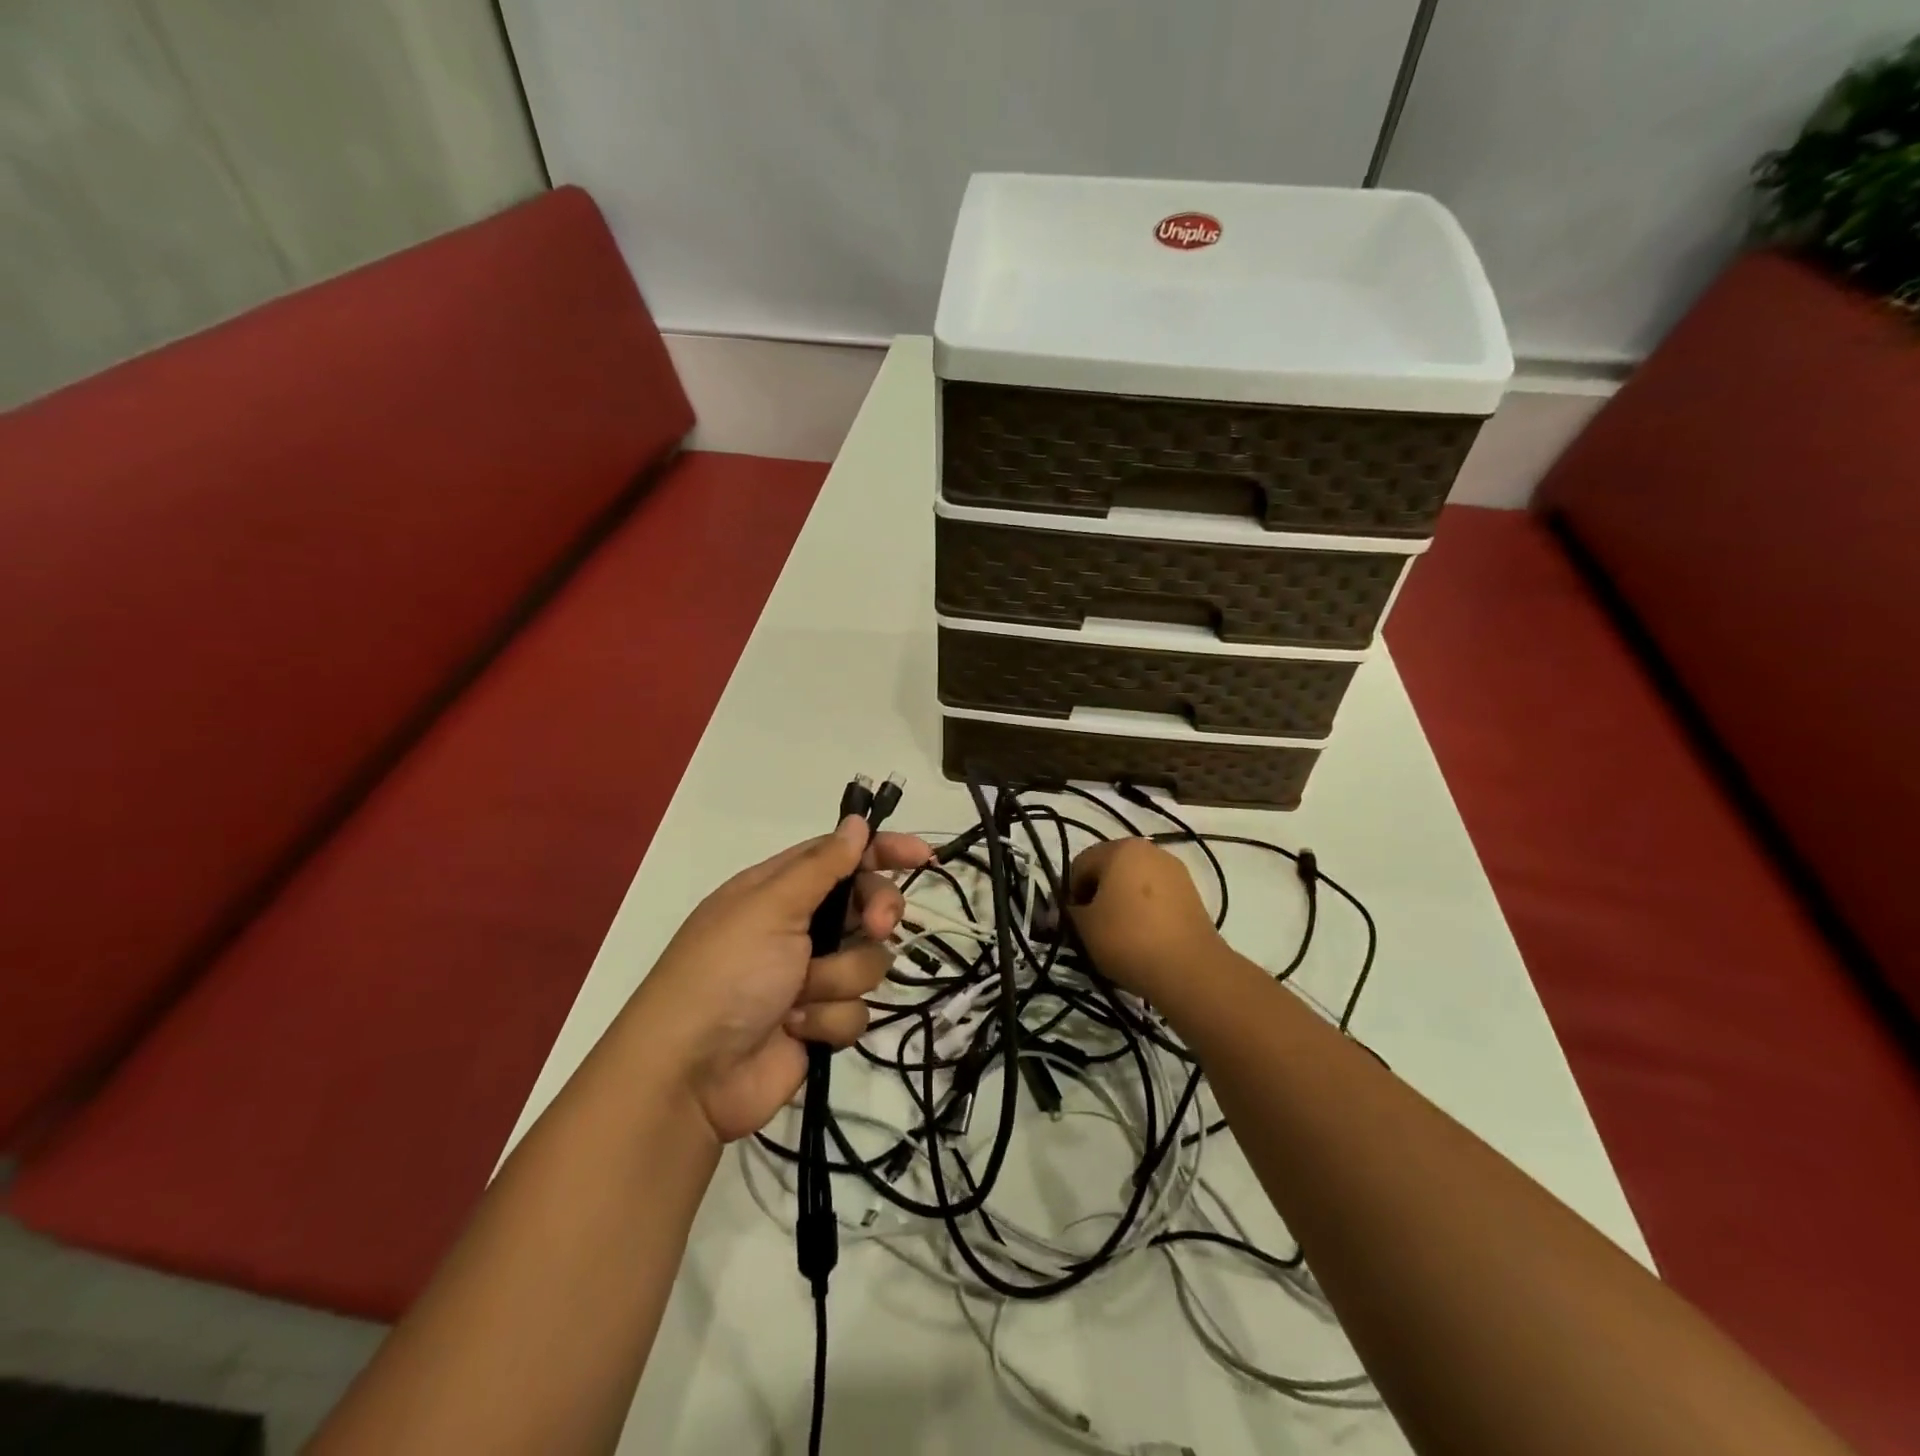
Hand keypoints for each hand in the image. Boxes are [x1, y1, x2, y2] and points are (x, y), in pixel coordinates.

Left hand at [629, 818, 930, 1142]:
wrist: (691, 1075)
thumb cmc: (726, 973)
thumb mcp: (770, 907)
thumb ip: (822, 866)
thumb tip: (856, 822)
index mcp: (780, 890)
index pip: (842, 856)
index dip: (883, 852)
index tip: (921, 858)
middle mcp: (799, 927)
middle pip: (867, 905)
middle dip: (877, 915)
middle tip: (880, 926)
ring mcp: (810, 976)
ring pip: (868, 961)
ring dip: (836, 978)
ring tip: (798, 996)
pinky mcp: (820, 1021)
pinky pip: (856, 1011)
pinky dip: (826, 1020)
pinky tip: (794, 1029)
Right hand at [1067, 839, 1223, 1002]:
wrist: (1190, 969)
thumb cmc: (1128, 939)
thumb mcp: (1083, 928)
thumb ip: (1067, 913)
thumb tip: (1064, 912)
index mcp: (1120, 848)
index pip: (1080, 865)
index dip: (1071, 893)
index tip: (1073, 922)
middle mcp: (1149, 850)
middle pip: (1109, 869)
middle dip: (1097, 895)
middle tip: (1093, 927)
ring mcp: (1175, 870)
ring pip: (1134, 882)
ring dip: (1121, 902)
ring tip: (1119, 935)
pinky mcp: (1192, 893)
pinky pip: (1156, 896)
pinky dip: (1145, 911)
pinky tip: (1143, 937)